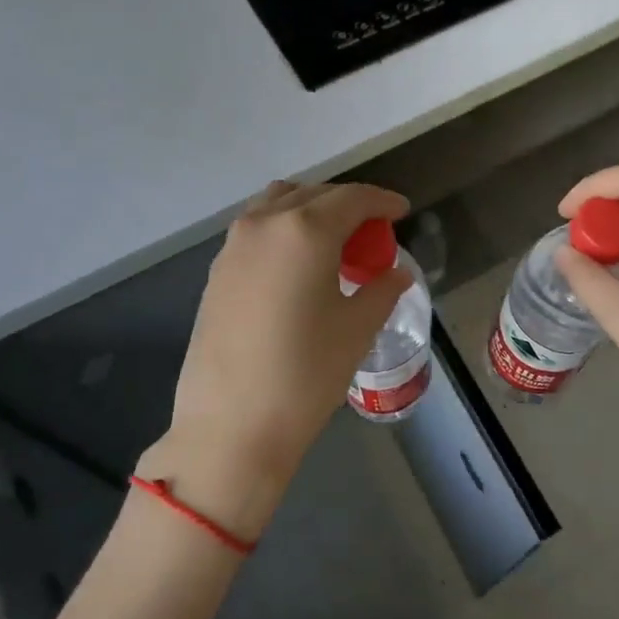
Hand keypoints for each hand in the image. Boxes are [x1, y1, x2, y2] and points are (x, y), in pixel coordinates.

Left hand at [140, 180, 411, 541]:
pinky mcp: (217, 269)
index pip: (353, 198)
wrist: (231, 423)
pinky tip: (297, 264)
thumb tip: (396, 272)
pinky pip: (257, 229)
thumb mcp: (357, 329)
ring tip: (333, 242)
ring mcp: (234, 244)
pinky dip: (283, 229)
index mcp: (305, 229)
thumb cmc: (305, 374)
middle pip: (314, 194)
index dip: (382, 201)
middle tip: (371, 232)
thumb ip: (382, 289)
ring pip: (278, 204)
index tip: (401, 211)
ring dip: (310, 210)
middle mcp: (265, 223)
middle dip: (347, 205)